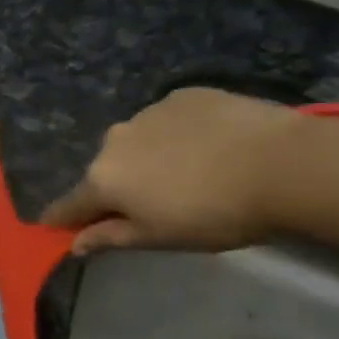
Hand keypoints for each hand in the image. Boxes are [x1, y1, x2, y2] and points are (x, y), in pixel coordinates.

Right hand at [41, 88, 307, 253]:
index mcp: (103, 178)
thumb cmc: (214, 214)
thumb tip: (74, 243)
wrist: (280, 163)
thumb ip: (111, 237)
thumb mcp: (160, 237)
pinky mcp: (182, 95)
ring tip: (191, 174)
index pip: (70, 204)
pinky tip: (211, 148)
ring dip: (149, 158)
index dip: (64, 219)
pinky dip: (178, 135)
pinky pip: (168, 121)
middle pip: (106, 170)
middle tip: (156, 207)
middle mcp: (115, 139)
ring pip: (137, 142)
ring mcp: (148, 111)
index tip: (58, 228)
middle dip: (120, 187)